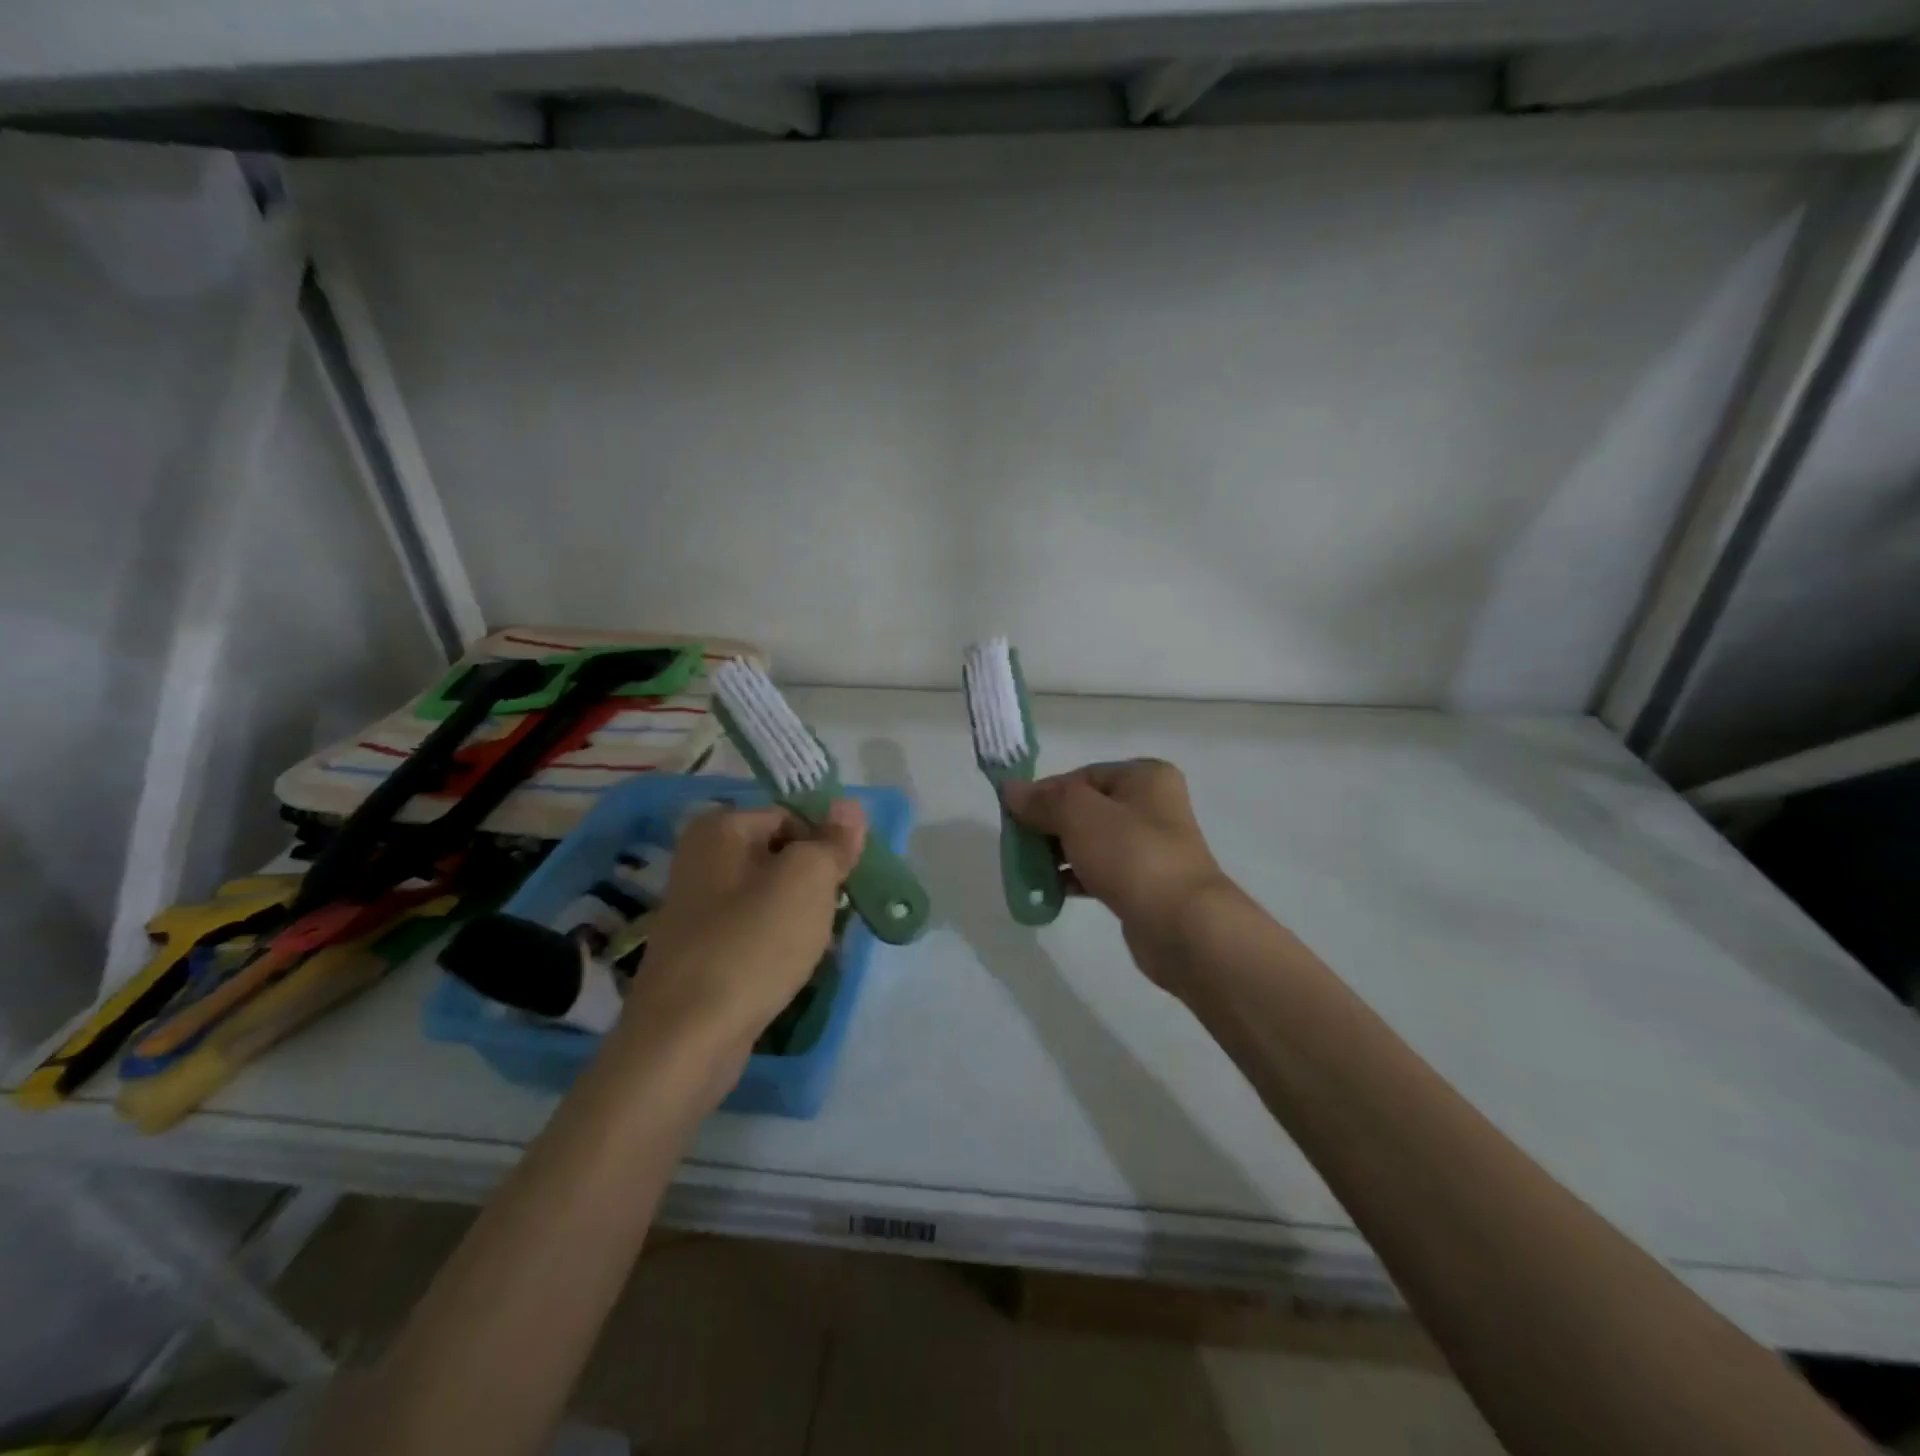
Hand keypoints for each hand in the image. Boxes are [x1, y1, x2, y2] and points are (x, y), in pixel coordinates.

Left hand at [624, 800, 865, 1056]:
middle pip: (780, 856)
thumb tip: (850, 805)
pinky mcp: (700, 952)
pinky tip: (792, 966)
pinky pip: (752, 932)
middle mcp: (700, 860)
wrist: (688, 1037)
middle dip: (814, 881)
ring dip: (800, 915)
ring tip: (818, 942)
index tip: (846, 880)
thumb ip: (833, 840)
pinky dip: (777, 943)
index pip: (791, 816)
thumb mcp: (808, 880)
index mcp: (719, 828)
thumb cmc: (753, 943)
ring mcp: (696, 909)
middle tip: (836, 912)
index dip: (825, 844)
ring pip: (769, 897)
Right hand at [1002, 759, 1238, 987]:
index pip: (1081, 776)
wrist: (1182, 925)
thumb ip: (1043, 800)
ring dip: (1057, 854)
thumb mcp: (1079, 815)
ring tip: (1029, 871)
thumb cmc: (1131, 855)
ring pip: (1089, 841)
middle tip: (1019, 846)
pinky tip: (1050, 891)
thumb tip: (1010, 789)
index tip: (1015, 817)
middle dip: (1048, 826)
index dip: (1045, 793)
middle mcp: (1151, 806)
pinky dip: (1074, 877)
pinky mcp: (1143, 883)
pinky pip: (1099, 871)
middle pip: (1084, 809)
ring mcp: (1149, 847)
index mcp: (1144, 777)